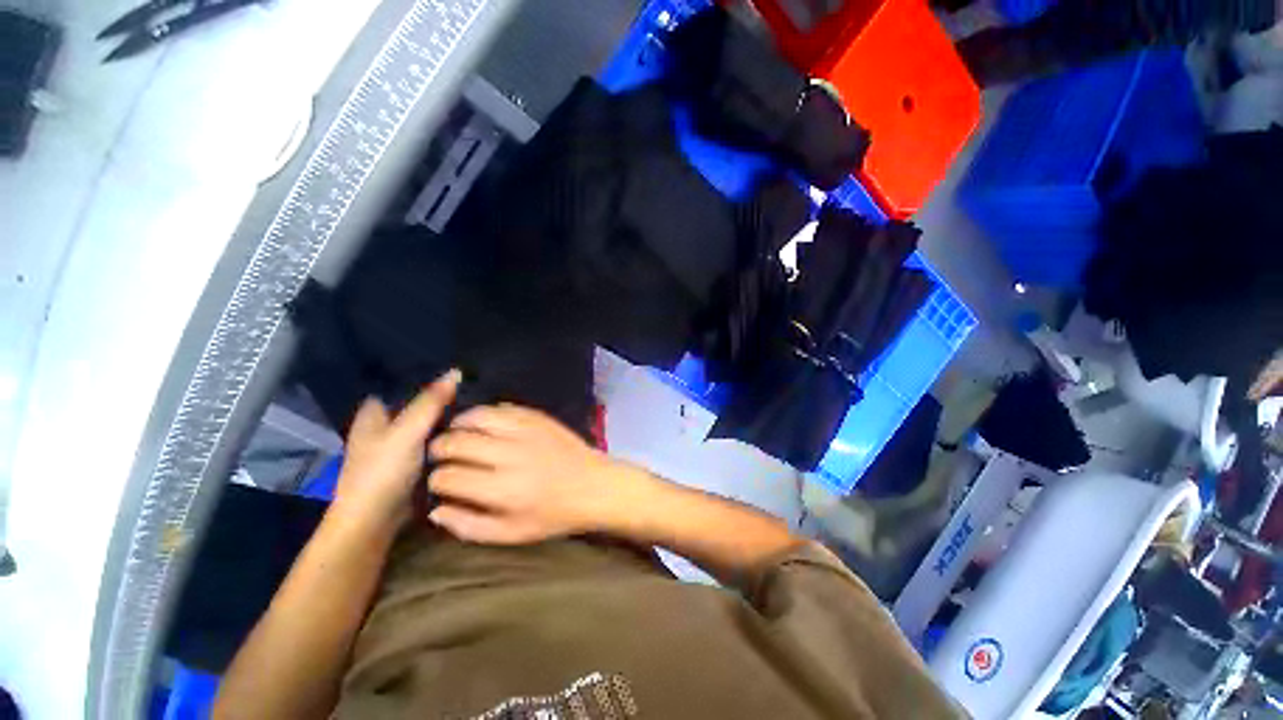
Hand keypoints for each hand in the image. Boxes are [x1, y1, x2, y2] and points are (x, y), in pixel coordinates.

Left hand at [330, 370, 460, 532]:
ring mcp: (398, 446)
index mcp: (373, 413)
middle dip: (439, 397)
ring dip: (445, 418)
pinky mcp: (410, 463)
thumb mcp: (408, 431)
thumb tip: (455, 371)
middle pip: (415, 404)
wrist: (375, 521)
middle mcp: (383, 426)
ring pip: (426, 424)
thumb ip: (431, 402)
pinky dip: (446, 437)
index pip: (400, 385)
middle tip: (473, 385)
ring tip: (476, 403)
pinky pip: (432, 442)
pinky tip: (466, 431)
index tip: (454, 370)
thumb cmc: (382, 471)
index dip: (424, 376)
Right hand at [426, 404, 628, 543]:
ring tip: (457, 433)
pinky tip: (484, 424)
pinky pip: (503, 407)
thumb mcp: (511, 534)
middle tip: (440, 454)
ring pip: (477, 416)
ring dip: (459, 424)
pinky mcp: (539, 418)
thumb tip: (435, 509)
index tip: (440, 482)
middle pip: (456, 442)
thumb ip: (469, 526)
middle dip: (439, 448)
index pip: (448, 476)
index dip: (436, 479)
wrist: (594, 485)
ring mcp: (526, 431)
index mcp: (503, 490)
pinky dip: (486, 413)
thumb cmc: (553, 515)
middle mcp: (511, 455)